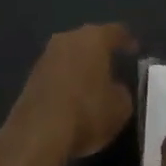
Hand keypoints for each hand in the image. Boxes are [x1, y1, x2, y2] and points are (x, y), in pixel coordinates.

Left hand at [5, 24, 135, 161]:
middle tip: (112, 63)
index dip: (127, 40)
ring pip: (70, 55)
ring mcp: (46, 57)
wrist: (37, 134)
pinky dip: (66, 81)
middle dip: (100, 51)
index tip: (135, 49)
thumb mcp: (120, 108)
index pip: (116, 31)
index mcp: (94, 38)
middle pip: (89, 39)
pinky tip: (72, 97)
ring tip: (92, 82)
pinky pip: (56, 73)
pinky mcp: (31, 78)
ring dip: (80, 66)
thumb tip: (116, 90)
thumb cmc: (86, 112)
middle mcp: (68, 39)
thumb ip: (122, 93)